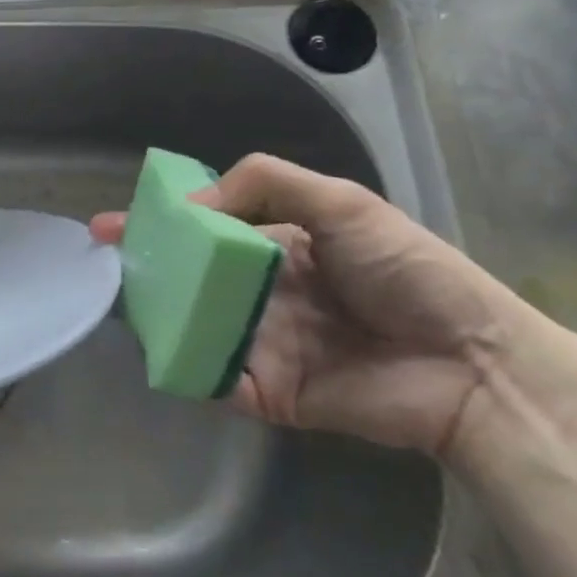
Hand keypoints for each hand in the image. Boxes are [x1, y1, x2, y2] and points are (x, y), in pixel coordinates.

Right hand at [92, 154, 544, 458]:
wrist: (473, 365)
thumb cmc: (409, 272)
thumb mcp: (343, 203)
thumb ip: (265, 184)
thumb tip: (189, 207)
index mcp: (280, 247)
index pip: (207, 230)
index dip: (162, 223)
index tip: (113, 223)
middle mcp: (263, 293)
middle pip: (191, 279)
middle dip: (146, 269)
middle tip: (103, 262)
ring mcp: (262, 344)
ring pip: (194, 325)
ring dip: (157, 314)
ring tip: (118, 301)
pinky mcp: (267, 392)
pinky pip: (214, 377)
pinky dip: (185, 367)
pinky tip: (158, 349)